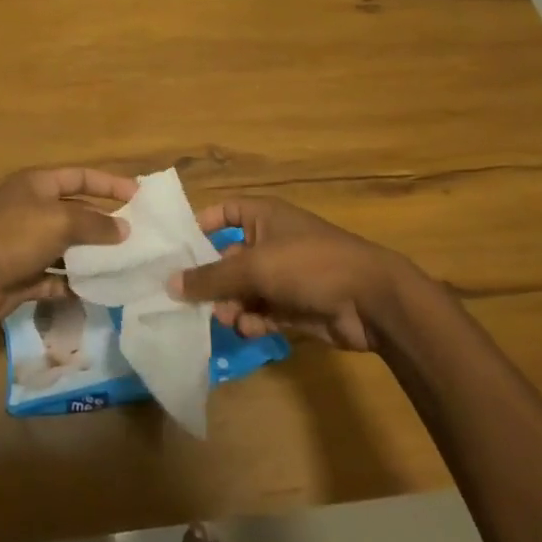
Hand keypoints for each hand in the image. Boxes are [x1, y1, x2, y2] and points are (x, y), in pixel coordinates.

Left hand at [0, 167, 133, 328]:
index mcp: (37, 185)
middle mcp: (32, 210)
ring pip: (67, 248)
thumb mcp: (59, 221)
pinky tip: (96, 292)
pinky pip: (55, 279)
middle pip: (76, 213)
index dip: (109, 184)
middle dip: (104, 224)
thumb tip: (124, 229)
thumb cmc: (12, 236)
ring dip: (91, 257)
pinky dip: (73, 285)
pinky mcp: (22, 277)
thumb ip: (95, 223)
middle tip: (138, 238)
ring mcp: (26, 245)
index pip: (80, 177)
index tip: (139, 196)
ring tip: (125, 267)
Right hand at [169, 196, 412, 351]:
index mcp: (264, 216)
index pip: (224, 211)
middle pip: (229, 257)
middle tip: (195, 300)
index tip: (177, 249)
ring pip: (245, 289)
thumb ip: (211, 277)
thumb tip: (170, 284)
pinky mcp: (296, 306)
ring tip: (227, 319)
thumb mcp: (255, 266)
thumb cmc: (308, 264)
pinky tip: (249, 329)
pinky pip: (263, 311)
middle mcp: (272, 241)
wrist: (371, 300)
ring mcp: (285, 275)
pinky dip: (253, 320)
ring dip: (232, 304)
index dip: (201, 225)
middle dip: (213, 280)